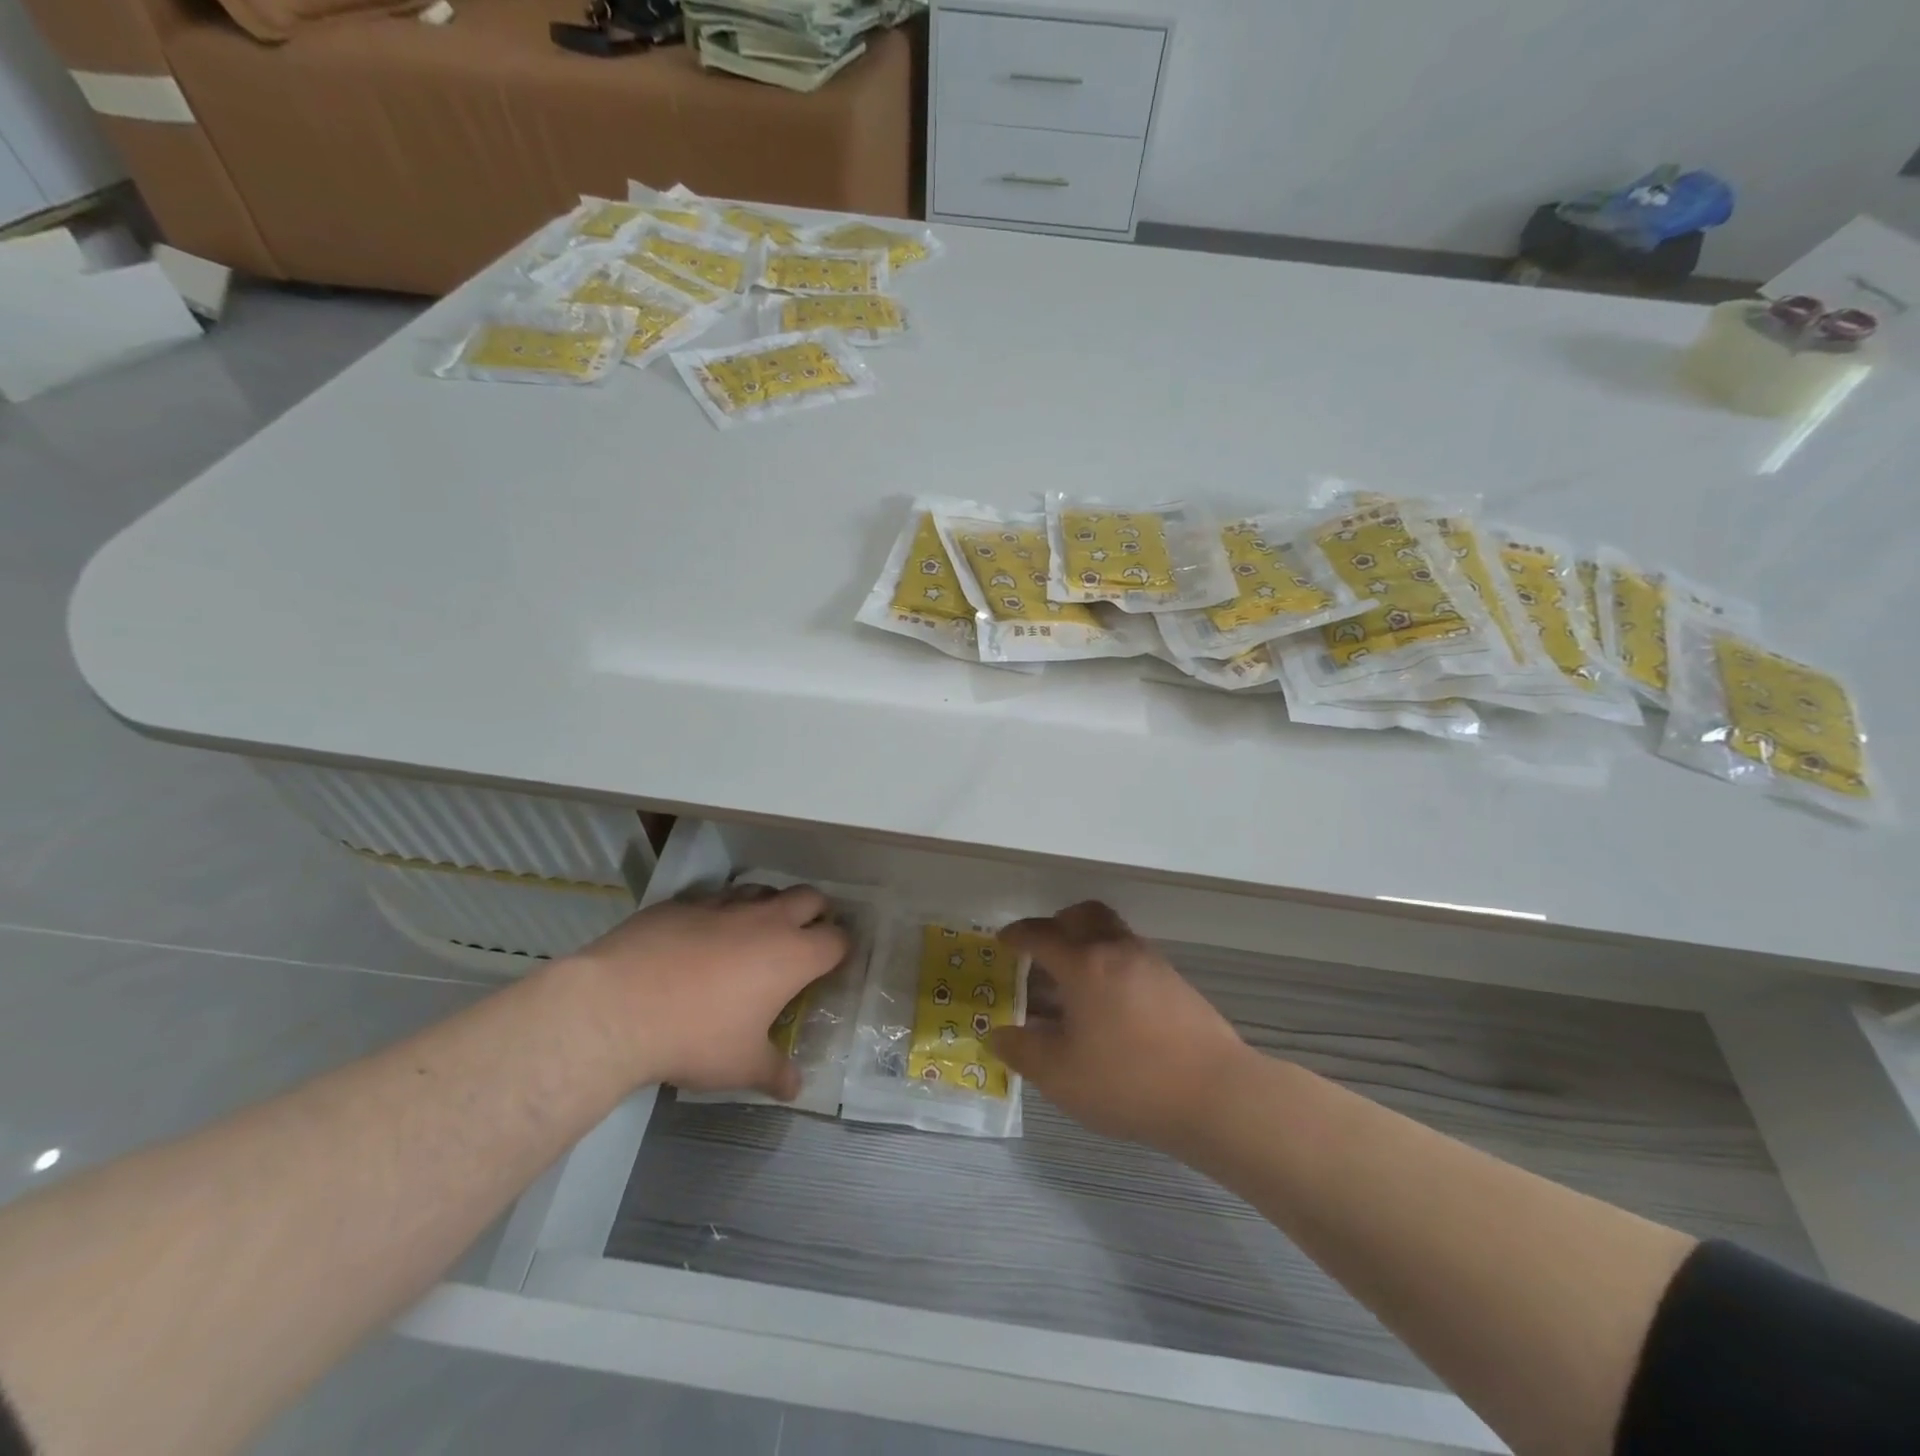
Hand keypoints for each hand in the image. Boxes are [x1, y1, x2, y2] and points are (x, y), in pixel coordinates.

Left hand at [570, 886, 849, 1099]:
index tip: (834, 963)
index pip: (837, 940)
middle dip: (816, 913)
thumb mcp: (741, 1066)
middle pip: (810, 898)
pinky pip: (715, 896)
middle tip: (805, 936)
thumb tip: (795, 1087)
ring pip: (763, 890)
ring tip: (757, 930)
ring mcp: (724, 904)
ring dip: (769, 905)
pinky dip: (721, 910)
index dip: (841, 949)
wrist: (619, 1007)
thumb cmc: (695, 1037)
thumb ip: (775, 1073)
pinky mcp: (684, 902)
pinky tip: (704, 933)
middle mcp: (767, 920)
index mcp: (792, 956)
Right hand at [992, 901, 1250, 1152]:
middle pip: (1084, 915)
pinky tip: (1110, 1007)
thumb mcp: (1060, 1075)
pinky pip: (1132, 956)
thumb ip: (1021, 1051)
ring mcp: (1151, 963)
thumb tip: (996, 1033)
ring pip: (1112, 932)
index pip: (1041, 935)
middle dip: (1057, 924)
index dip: (1017, 935)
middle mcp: (1117, 950)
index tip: (1003, 940)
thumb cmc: (1127, 1081)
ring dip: (1088, 943)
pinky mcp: (1176, 982)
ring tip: (1074, 984)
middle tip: (1042, 950)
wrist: (1215, 1094)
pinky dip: (1112, 964)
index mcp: (1084, 964)